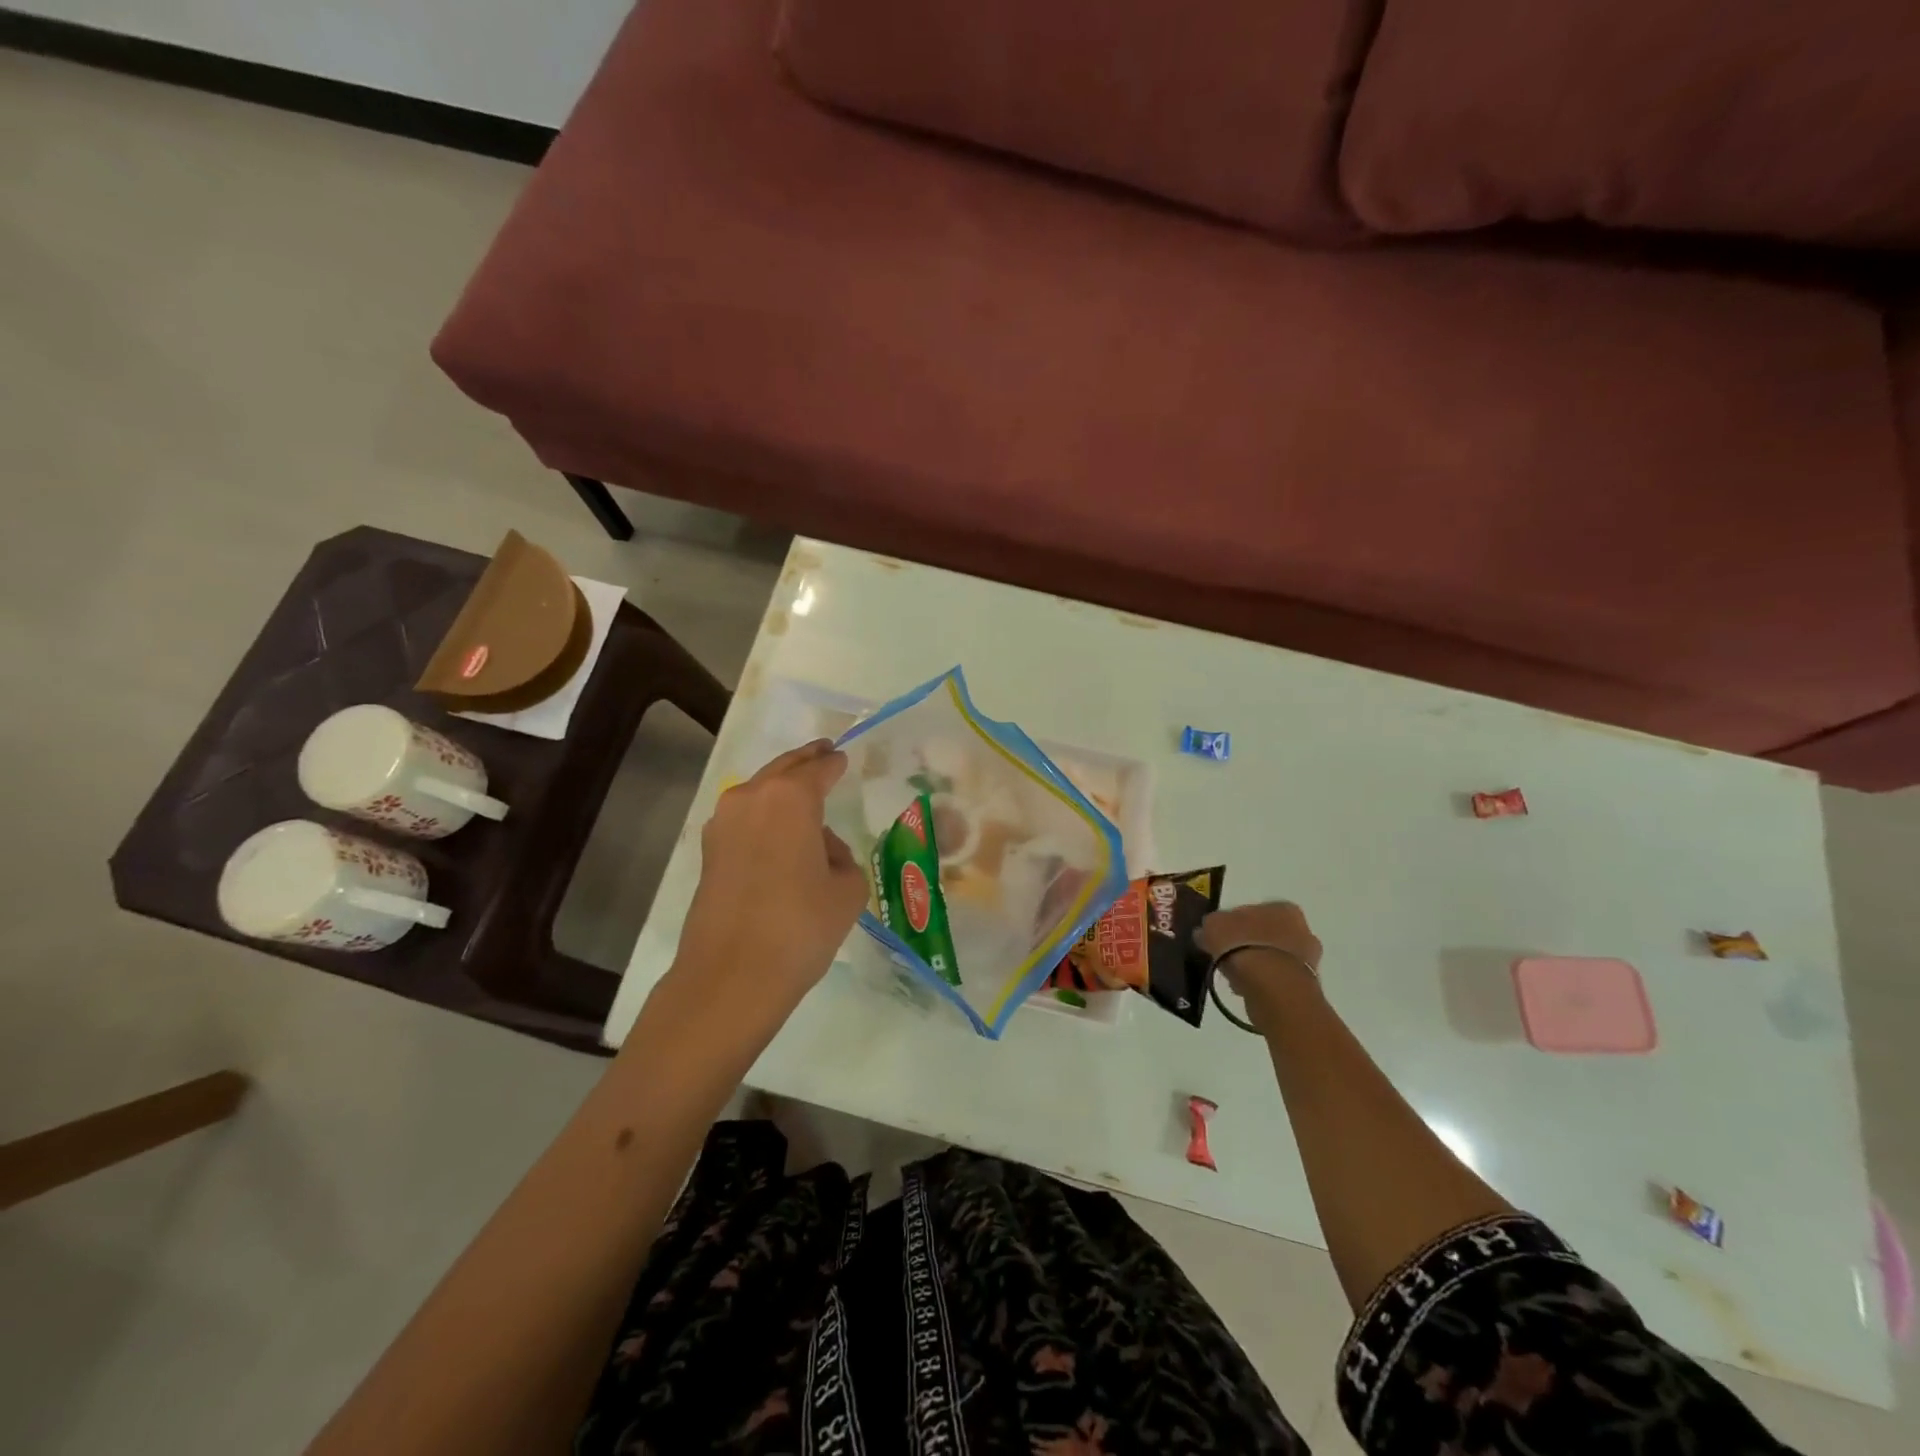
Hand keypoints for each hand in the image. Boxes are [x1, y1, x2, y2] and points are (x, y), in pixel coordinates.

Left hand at [670, 739, 868, 1012]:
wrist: (732, 976)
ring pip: (759, 791)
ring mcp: (723, 824)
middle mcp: (751, 798)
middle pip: (783, 768)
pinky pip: (744, 818)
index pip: (819, 768)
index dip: (834, 763)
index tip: (843, 756)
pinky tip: (778, 834)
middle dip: (805, 760)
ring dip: (781, 788)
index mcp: (791, 798)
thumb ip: (841, 857)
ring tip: (804, 796)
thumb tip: (819, 849)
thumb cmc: (801, 926)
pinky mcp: (709, 852)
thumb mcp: (847, 890)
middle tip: (824, 753)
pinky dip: (763, 815)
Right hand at [1197, 901, 1323, 1027]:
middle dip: (1249, 943)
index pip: (1253, 911)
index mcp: (1282, 908)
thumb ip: (1210, 925)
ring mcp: (1308, 959)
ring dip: (1257, 965)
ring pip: (1273, 957)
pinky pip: (1278, 979)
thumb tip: (1205, 932)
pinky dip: (1264, 983)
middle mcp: (1302, 929)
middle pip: (1267, 934)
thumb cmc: (1243, 946)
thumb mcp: (1213, 926)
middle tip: (1227, 956)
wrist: (1273, 987)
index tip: (1220, 937)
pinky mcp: (1307, 985)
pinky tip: (1248, 989)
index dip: (1233, 923)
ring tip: (1236, 976)